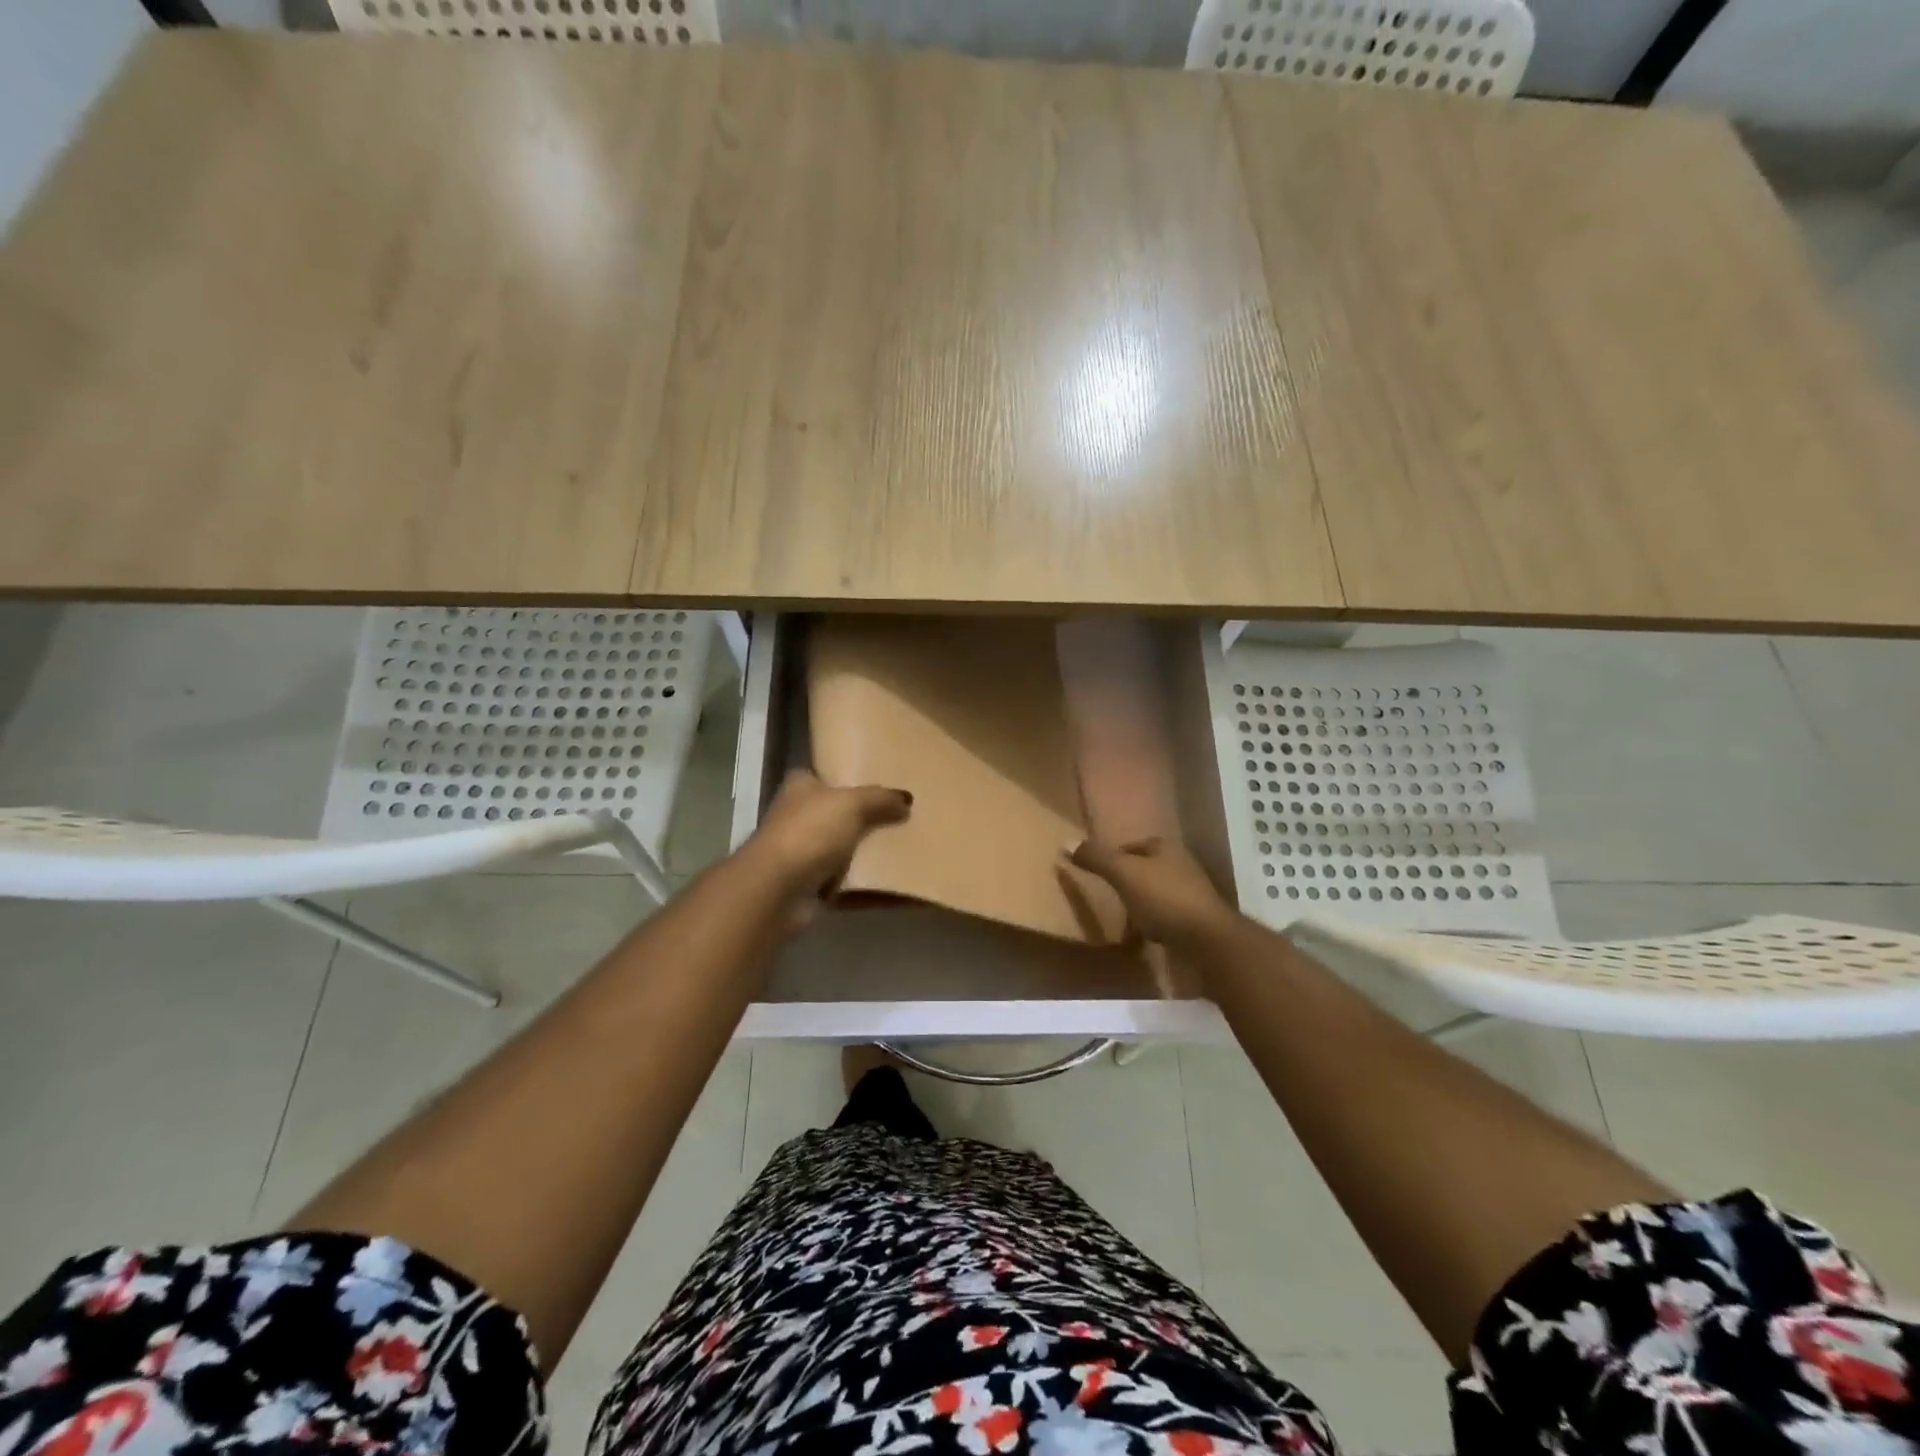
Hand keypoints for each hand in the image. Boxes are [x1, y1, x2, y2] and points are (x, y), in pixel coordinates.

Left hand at [744, 769, 911, 920]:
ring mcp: (799, 853)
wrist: (778, 889)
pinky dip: (861, 883)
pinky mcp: (807, 885)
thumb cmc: (810, 832)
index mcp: (799, 786)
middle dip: (860, 817)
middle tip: (897, 818)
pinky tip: (888, 881)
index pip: (821, 775)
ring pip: (839, 848)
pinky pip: (842, 881)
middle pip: (834, 813)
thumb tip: (906, 800)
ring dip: (862, 852)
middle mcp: (795, 816)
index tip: (875, 784)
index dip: (844, 778)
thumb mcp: (853, 804)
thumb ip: (881, 799)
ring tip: (899, 849)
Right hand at [1068, 836, 1231, 948]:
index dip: (1114, 858)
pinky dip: (1154, 926)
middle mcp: (1182, 866)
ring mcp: (1192, 895)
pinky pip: (1167, 919)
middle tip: (1108, 899)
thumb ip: (1097, 858)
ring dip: (1141, 907)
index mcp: (1166, 848)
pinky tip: (1145, 940)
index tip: (1098, 875)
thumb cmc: (1164, 899)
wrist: (1209, 942)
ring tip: (1123, 924)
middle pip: (1145, 870)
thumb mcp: (1124, 874)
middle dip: (1128, 884)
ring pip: (1156, 896)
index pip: (1133, 846)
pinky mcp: (1197, 922)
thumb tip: (1065, 842)